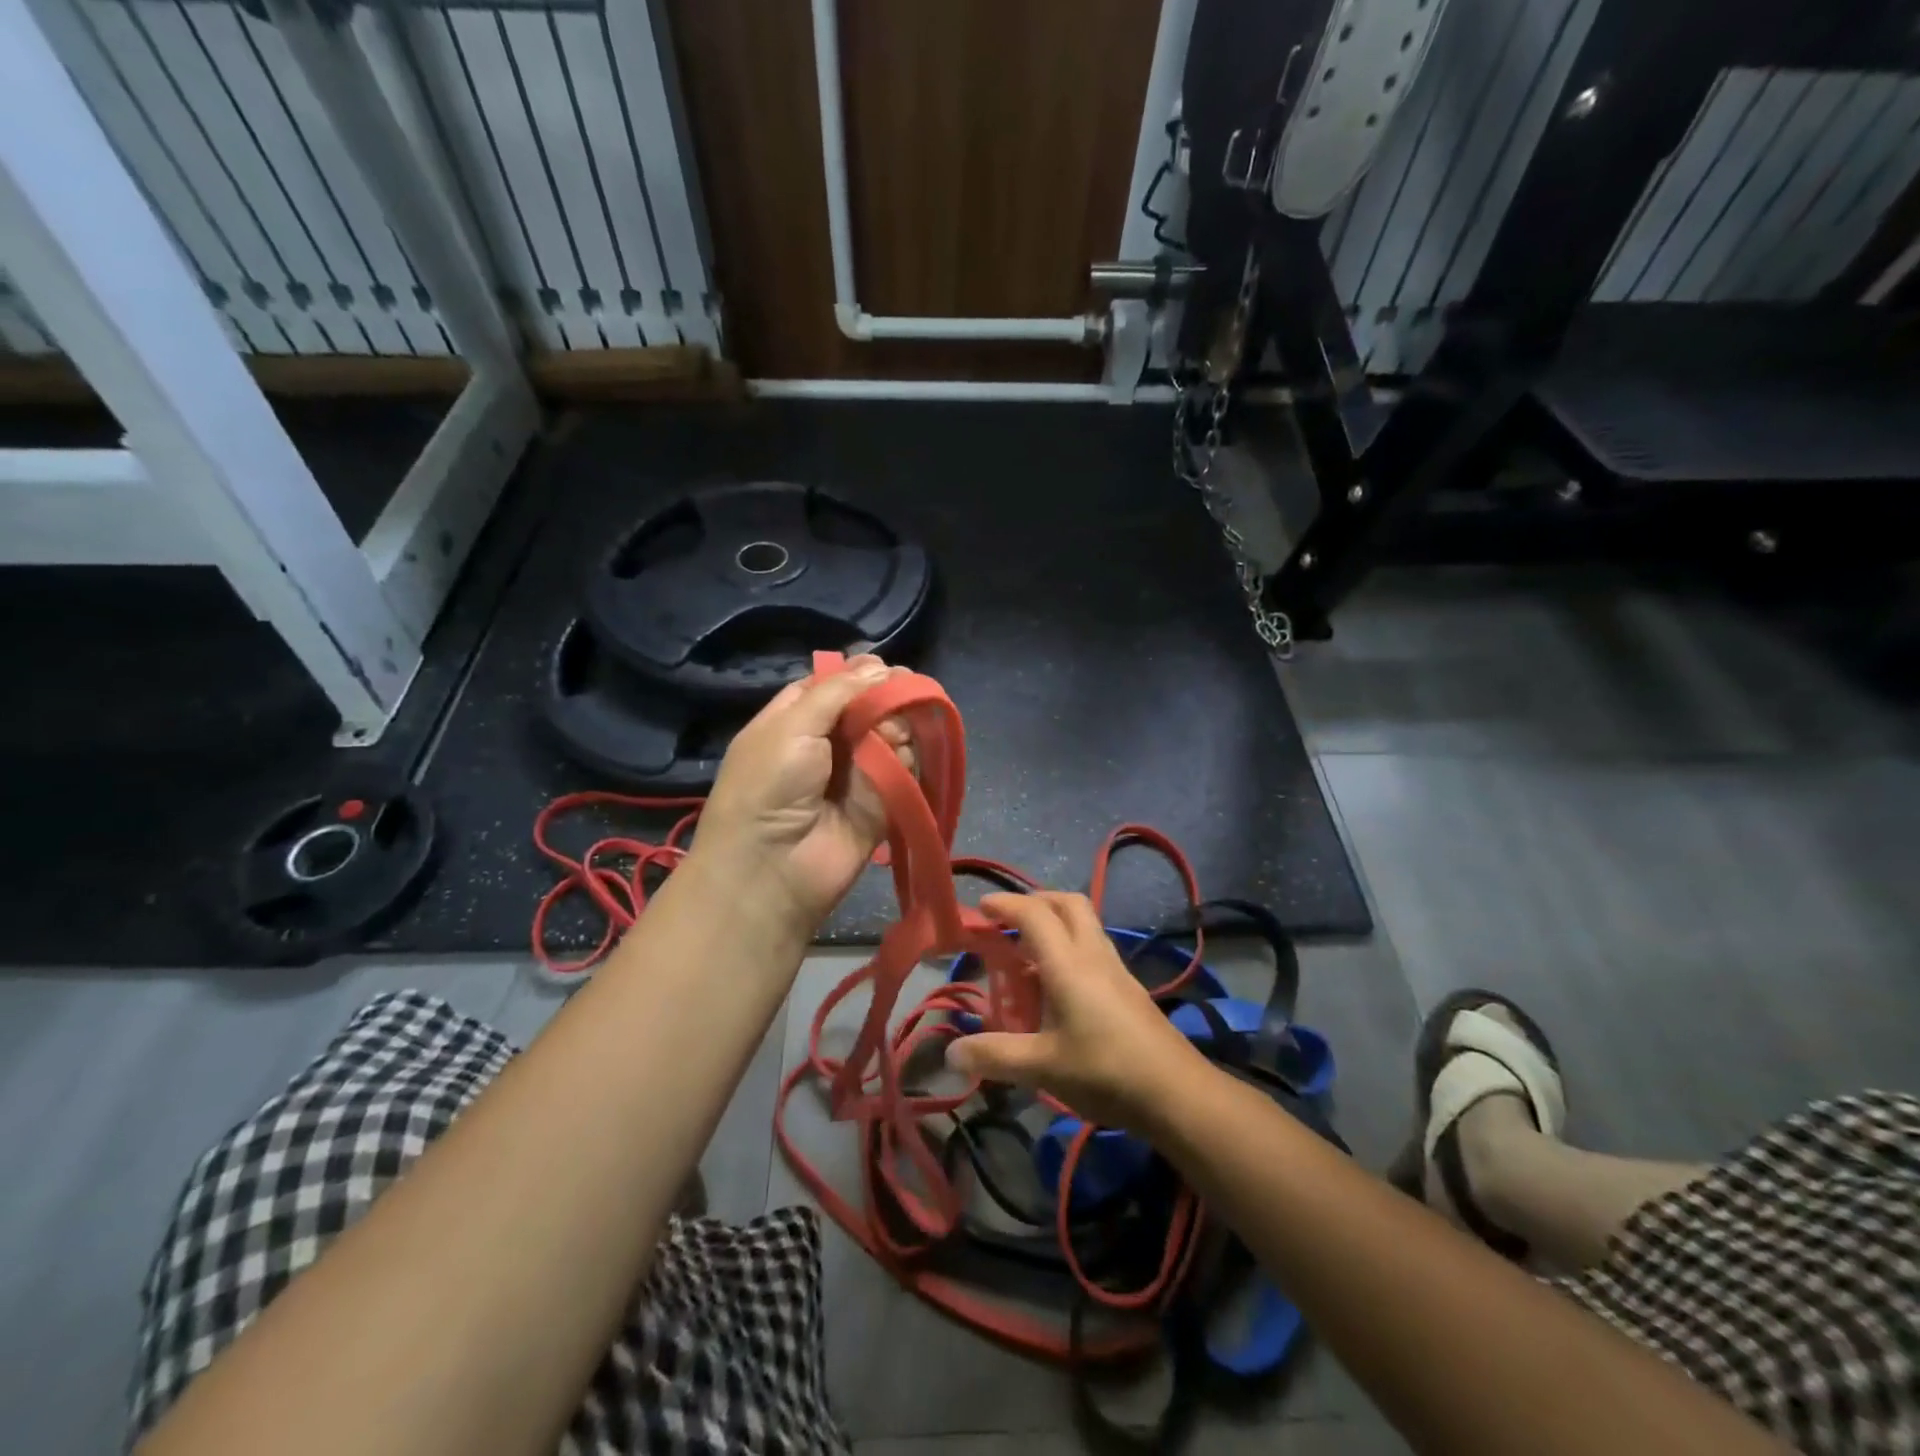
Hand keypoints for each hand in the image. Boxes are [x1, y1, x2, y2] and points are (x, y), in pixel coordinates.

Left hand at [691, 654, 913, 929]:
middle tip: (899, 697)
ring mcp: (857, 773)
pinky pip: (905, 769)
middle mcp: (828, 742)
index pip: (835, 685)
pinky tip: (897, 761)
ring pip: (893, 734)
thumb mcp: (791, 725)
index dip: (860, 674)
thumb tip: (881, 667)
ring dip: (897, 728)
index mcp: (795, 719)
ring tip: (888, 736)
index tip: (885, 669)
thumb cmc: (768, 785)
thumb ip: (838, 692)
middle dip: (886, 698)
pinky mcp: (883, 801)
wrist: (772, 868)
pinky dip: (906, 761)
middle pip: (870, 706)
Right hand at [945, 892, 1212, 1131]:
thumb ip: (995, 1056)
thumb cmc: (1105, 1071)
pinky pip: (1094, 948)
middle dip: (1036, 901)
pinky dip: (1071, 947)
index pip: (1034, 914)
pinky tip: (1059, 986)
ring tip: (1028, 953)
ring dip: (1055, 922)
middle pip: (1068, 904)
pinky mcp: (1129, 988)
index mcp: (1068, 964)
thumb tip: (951, 1053)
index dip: (1006, 904)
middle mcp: (1093, 956)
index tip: (980, 908)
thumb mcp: (1042, 1067)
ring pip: (1085, 924)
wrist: (1177, 1093)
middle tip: (1008, 920)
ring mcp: (1116, 970)